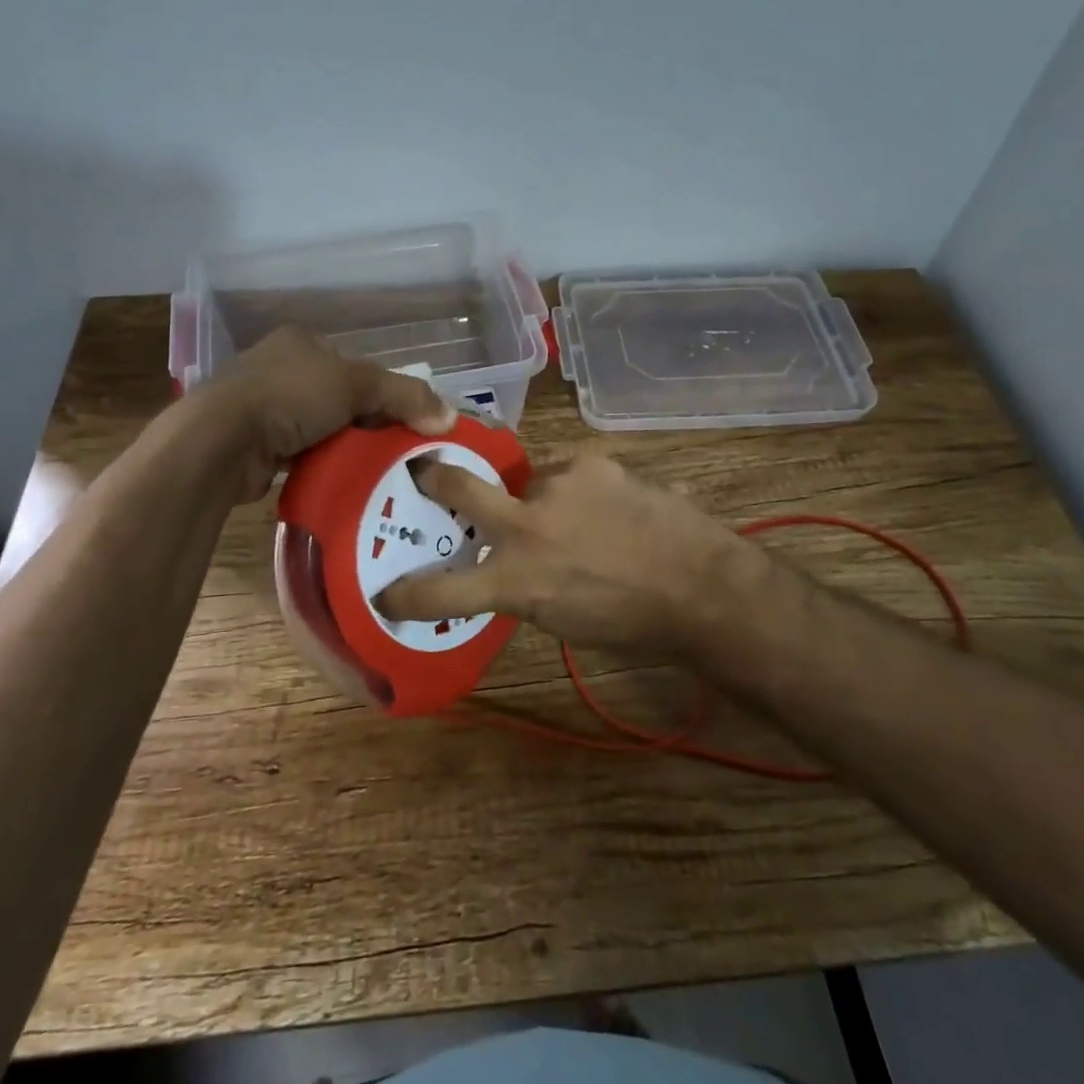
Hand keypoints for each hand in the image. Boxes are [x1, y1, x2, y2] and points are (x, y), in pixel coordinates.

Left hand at [207, 327, 456, 501]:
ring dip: (342, 445)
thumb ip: (406, 396)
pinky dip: (318, 463)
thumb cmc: (291, 397)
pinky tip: (337, 478)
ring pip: (320, 427)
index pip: (356, 365)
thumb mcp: (358, 385)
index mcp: (302, 342)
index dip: (382, 391)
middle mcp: (280, 367)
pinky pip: (299, 452)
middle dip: (364, 422)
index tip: (403, 420)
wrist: (221, 441)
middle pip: (340, 397)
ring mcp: (262, 405)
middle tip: (392, 449)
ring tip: (370, 468)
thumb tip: (451, 415)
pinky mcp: (253, 441)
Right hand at [376, 452, 763, 660]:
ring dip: (542, 497)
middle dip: (434, 477)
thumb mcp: (561, 618)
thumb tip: (508, 566)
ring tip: (581, 517)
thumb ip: (523, 586)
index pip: (443, 590)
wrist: (698, 584)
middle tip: (424, 471)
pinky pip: (569, 473)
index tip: (385, 594)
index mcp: (516, 580)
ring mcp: (557, 486)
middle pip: (459, 487)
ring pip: (530, 481)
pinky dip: (577, 489)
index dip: (407, 594)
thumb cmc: (630, 620)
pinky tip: (608, 506)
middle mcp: (525, 526)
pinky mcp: (590, 463)